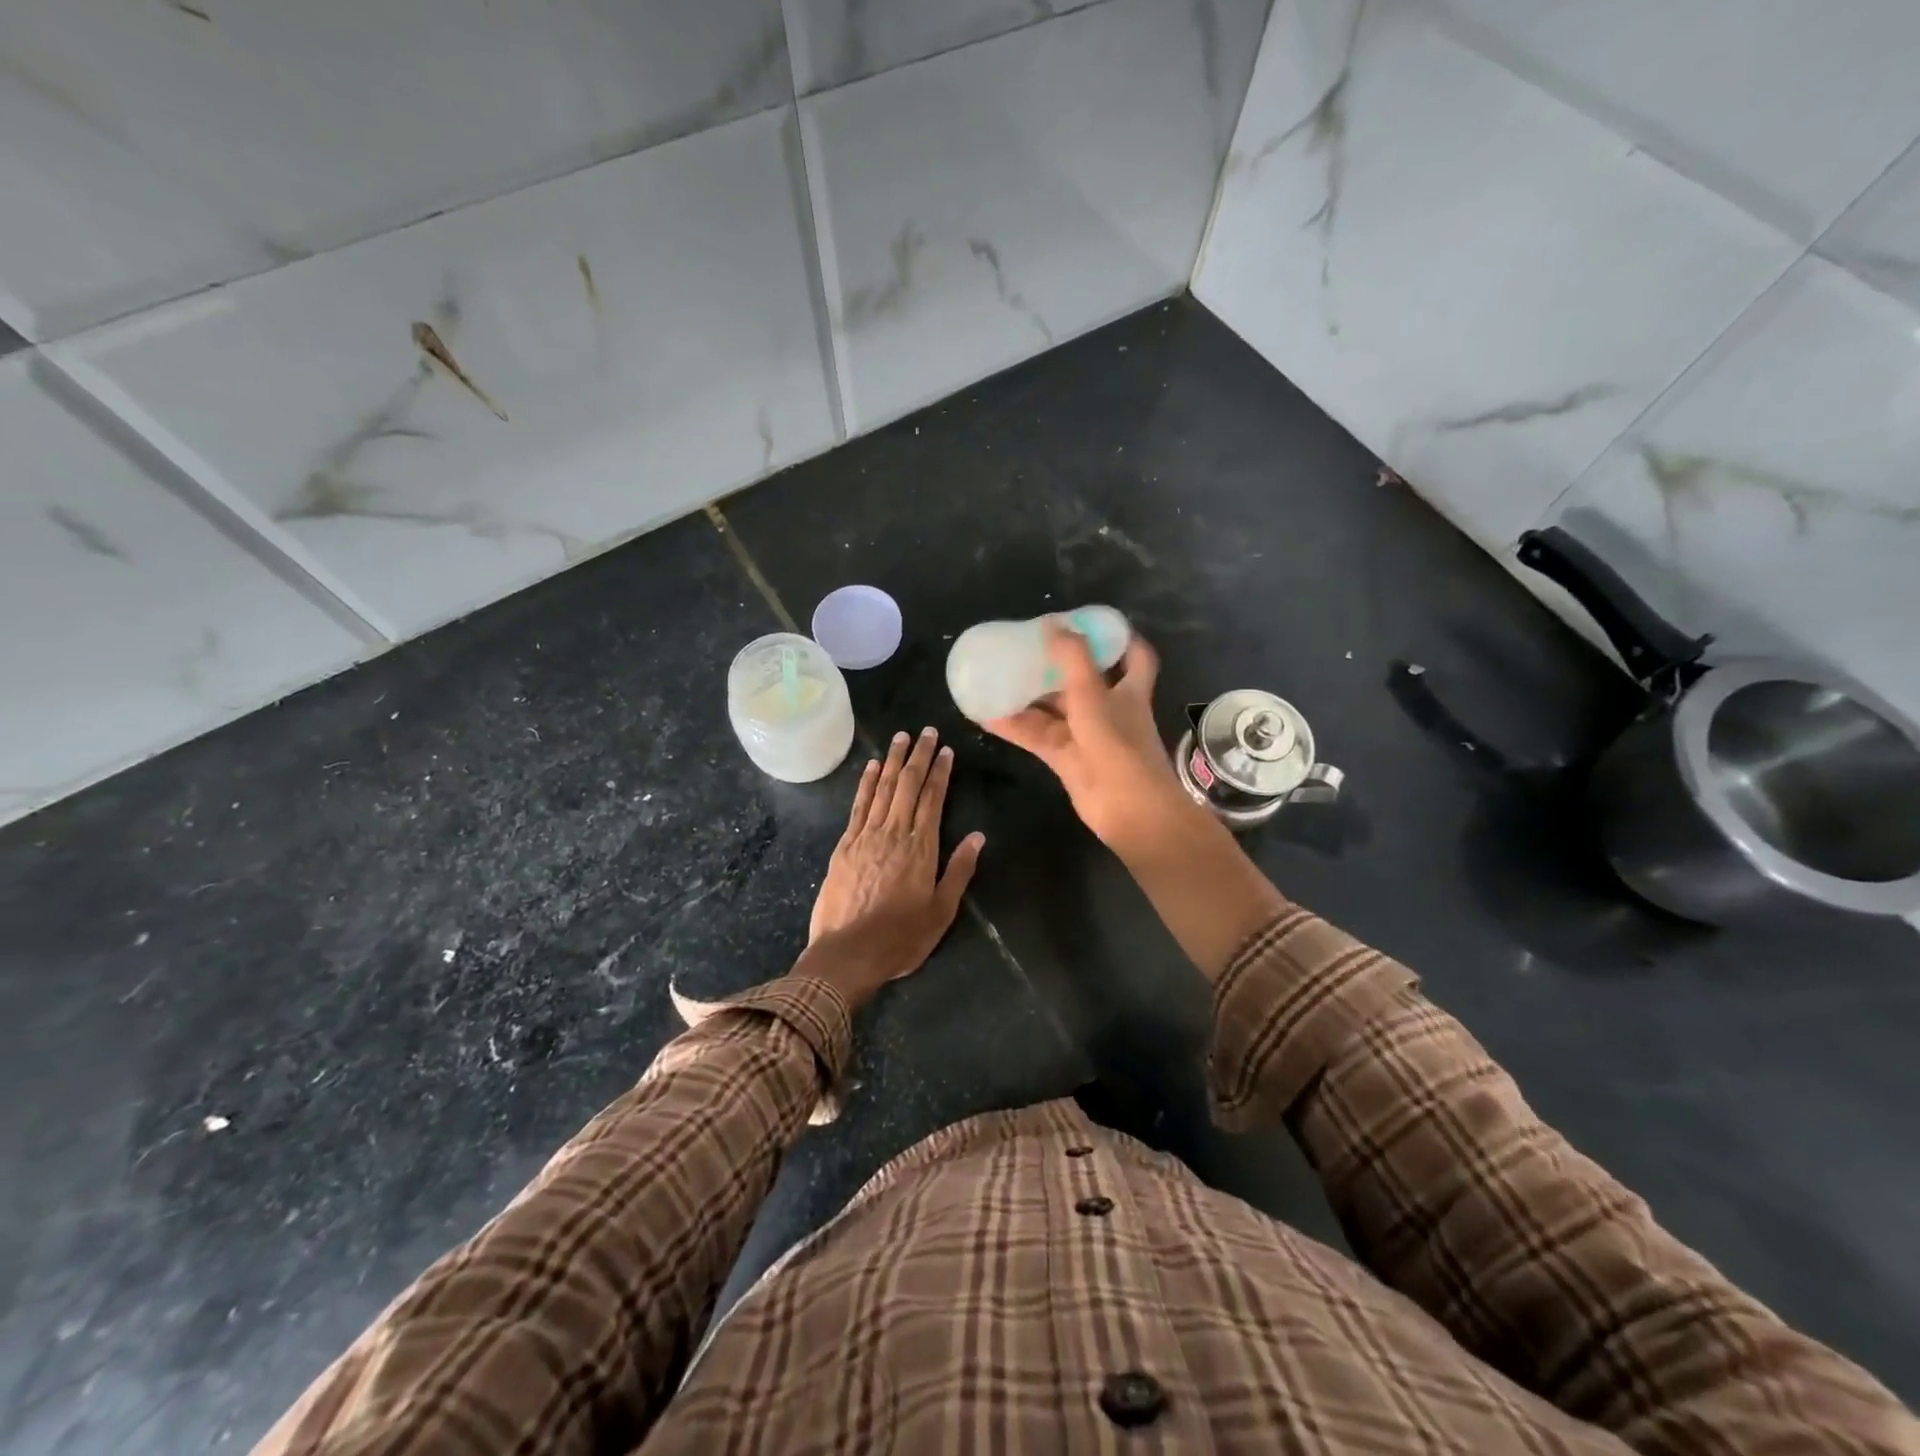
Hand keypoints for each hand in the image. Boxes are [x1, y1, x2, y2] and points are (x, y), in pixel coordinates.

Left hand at [797, 727, 984, 1007]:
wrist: (848, 953)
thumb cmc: (901, 938)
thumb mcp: (941, 911)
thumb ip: (959, 870)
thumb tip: (978, 836)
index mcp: (921, 848)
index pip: (933, 799)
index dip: (940, 772)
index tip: (946, 749)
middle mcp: (894, 833)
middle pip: (908, 786)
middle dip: (919, 756)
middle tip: (926, 731)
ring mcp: (866, 836)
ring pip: (883, 789)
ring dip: (894, 761)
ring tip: (901, 737)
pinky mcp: (845, 845)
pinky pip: (859, 805)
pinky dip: (867, 783)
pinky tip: (872, 767)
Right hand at [983, 623, 1193, 852]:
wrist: (1128, 809)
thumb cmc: (1118, 744)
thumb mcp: (1093, 693)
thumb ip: (1072, 657)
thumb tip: (1051, 623)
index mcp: (1129, 689)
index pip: (1134, 656)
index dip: (1119, 638)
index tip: (1093, 623)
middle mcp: (1110, 709)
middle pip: (1084, 680)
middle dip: (1059, 664)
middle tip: (1029, 646)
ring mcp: (1087, 735)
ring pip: (1055, 709)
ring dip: (1030, 695)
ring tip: (999, 675)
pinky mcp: (1067, 759)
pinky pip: (1037, 736)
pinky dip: (1015, 726)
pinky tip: (986, 715)